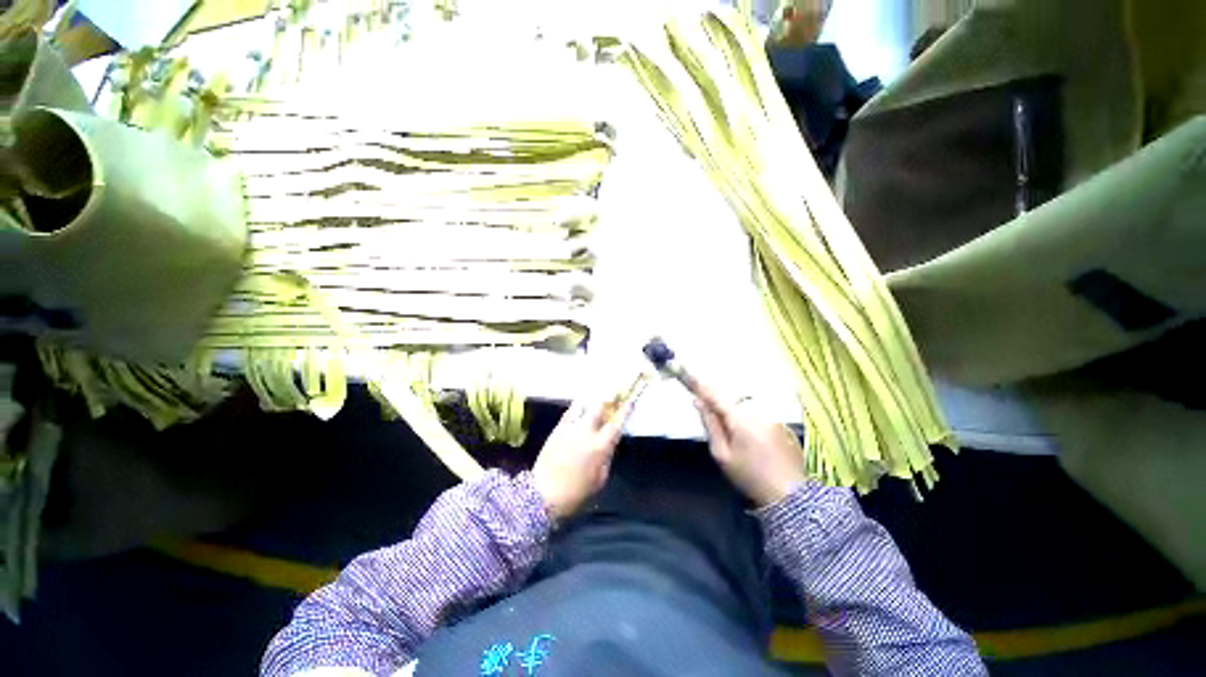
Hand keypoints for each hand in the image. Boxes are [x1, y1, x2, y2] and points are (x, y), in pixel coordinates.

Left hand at [532, 400, 628, 520]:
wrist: (543, 493)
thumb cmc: (576, 492)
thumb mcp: (599, 479)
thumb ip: (606, 458)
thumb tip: (609, 444)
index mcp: (600, 446)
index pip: (616, 423)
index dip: (625, 411)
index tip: (630, 402)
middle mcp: (586, 431)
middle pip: (599, 406)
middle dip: (607, 401)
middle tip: (612, 400)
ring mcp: (570, 427)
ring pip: (583, 405)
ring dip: (591, 403)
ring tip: (595, 403)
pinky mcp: (557, 428)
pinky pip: (569, 412)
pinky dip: (577, 409)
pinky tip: (579, 410)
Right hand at [692, 381, 807, 506]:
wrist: (790, 495)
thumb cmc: (749, 476)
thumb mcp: (722, 454)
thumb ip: (709, 424)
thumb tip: (698, 402)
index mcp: (739, 418)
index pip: (715, 394)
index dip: (700, 384)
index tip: (686, 373)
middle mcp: (757, 410)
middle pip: (730, 399)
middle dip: (718, 402)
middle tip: (708, 415)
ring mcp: (771, 416)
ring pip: (744, 406)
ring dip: (734, 412)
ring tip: (735, 437)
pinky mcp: (781, 423)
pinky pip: (757, 414)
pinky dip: (749, 419)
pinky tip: (752, 441)